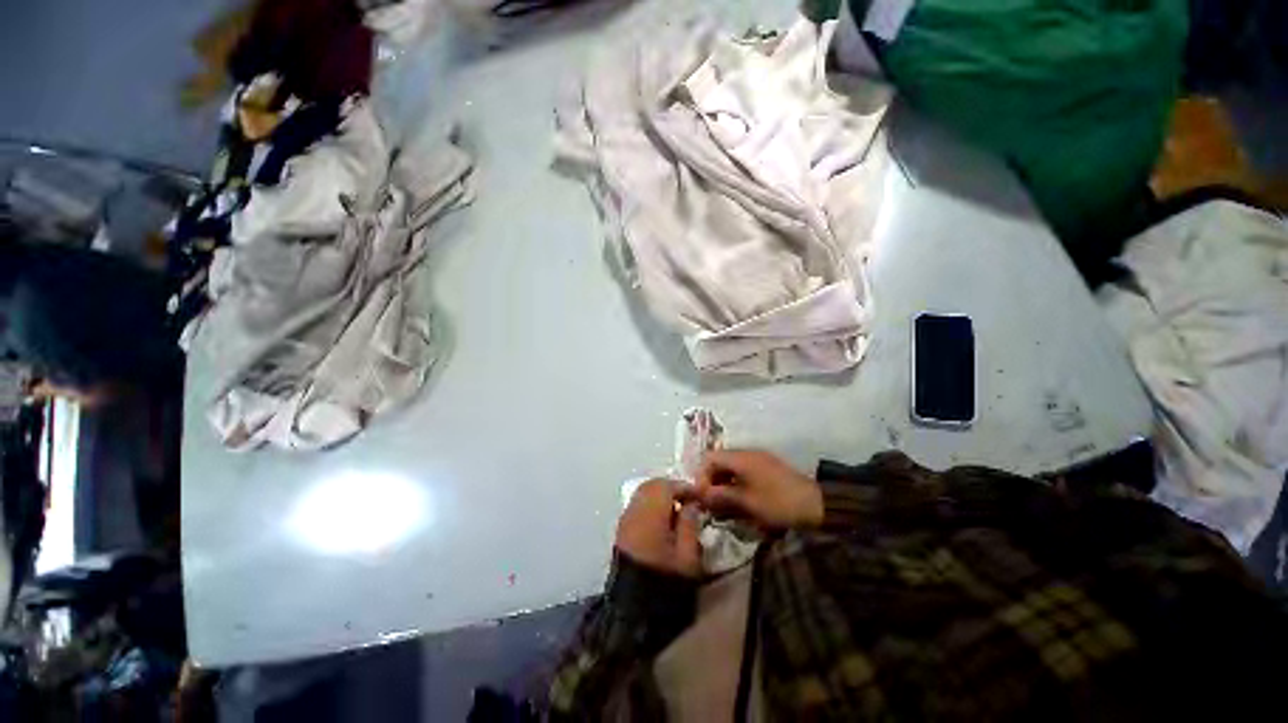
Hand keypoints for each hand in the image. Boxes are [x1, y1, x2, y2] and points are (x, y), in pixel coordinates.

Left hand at [616, 480, 701, 577]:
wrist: (633, 609)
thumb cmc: (665, 580)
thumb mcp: (687, 555)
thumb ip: (690, 523)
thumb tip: (691, 503)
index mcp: (651, 513)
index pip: (667, 486)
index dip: (685, 487)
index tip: (700, 495)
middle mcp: (634, 510)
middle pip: (651, 485)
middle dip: (670, 487)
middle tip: (688, 498)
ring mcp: (625, 519)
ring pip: (642, 493)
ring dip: (659, 494)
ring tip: (676, 507)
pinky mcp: (622, 529)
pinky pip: (637, 505)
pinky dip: (650, 503)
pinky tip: (662, 518)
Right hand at [692, 450, 823, 530]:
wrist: (815, 504)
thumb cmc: (777, 502)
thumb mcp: (746, 502)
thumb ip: (720, 496)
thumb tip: (699, 495)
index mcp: (740, 457)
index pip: (709, 459)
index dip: (701, 476)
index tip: (702, 497)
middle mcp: (747, 453)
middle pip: (719, 461)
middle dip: (712, 481)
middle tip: (711, 503)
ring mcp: (758, 459)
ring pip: (731, 467)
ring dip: (724, 483)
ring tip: (724, 504)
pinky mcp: (766, 467)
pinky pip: (743, 470)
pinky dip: (736, 483)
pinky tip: (739, 499)